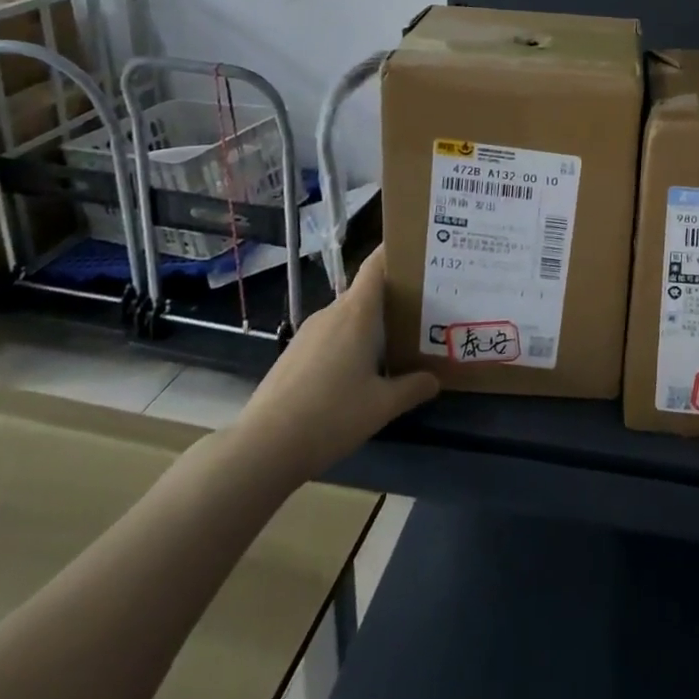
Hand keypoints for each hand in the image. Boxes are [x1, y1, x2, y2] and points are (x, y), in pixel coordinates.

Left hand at [231, 247, 438, 483]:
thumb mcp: (382, 406)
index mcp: (357, 313)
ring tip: (395, 342)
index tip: (419, 251)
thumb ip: (413, 388)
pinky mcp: (293, 353)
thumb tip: (436, 379)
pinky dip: (348, 343)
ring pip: (347, 316)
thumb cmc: (331, 416)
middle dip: (393, 297)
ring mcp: (308, 332)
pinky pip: (329, 336)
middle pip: (366, 292)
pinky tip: (357, 371)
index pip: (376, 265)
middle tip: (423, 309)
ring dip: (370, 324)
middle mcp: (332, 313)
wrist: (263, 447)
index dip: (395, 252)